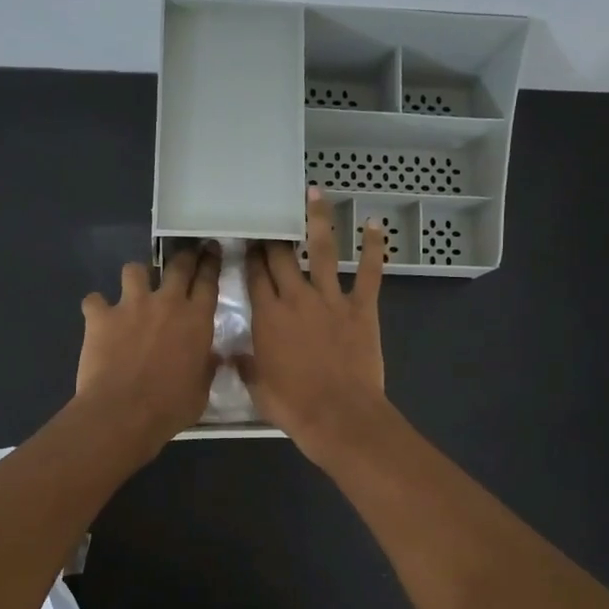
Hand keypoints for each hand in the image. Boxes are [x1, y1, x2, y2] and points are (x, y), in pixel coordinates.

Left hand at [76, 244, 221, 457]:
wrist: (123, 413)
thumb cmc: (170, 407)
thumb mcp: (201, 391)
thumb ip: (206, 368)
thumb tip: (213, 358)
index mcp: (197, 320)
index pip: (208, 280)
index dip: (211, 262)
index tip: (211, 250)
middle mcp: (167, 303)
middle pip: (178, 265)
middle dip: (183, 256)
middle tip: (185, 254)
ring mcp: (131, 305)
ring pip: (134, 270)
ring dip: (136, 277)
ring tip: (134, 288)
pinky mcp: (100, 316)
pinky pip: (94, 300)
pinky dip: (96, 307)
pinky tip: (98, 317)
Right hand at [241, 190, 391, 465]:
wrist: (339, 416)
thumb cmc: (294, 406)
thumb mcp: (258, 388)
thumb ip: (246, 365)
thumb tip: (233, 354)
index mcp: (267, 317)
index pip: (254, 276)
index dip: (250, 255)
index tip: (247, 240)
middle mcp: (296, 298)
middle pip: (281, 257)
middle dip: (273, 235)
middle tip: (271, 217)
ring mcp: (331, 299)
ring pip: (322, 251)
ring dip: (318, 220)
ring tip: (315, 193)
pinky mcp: (362, 308)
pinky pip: (369, 272)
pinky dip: (374, 248)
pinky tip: (375, 225)